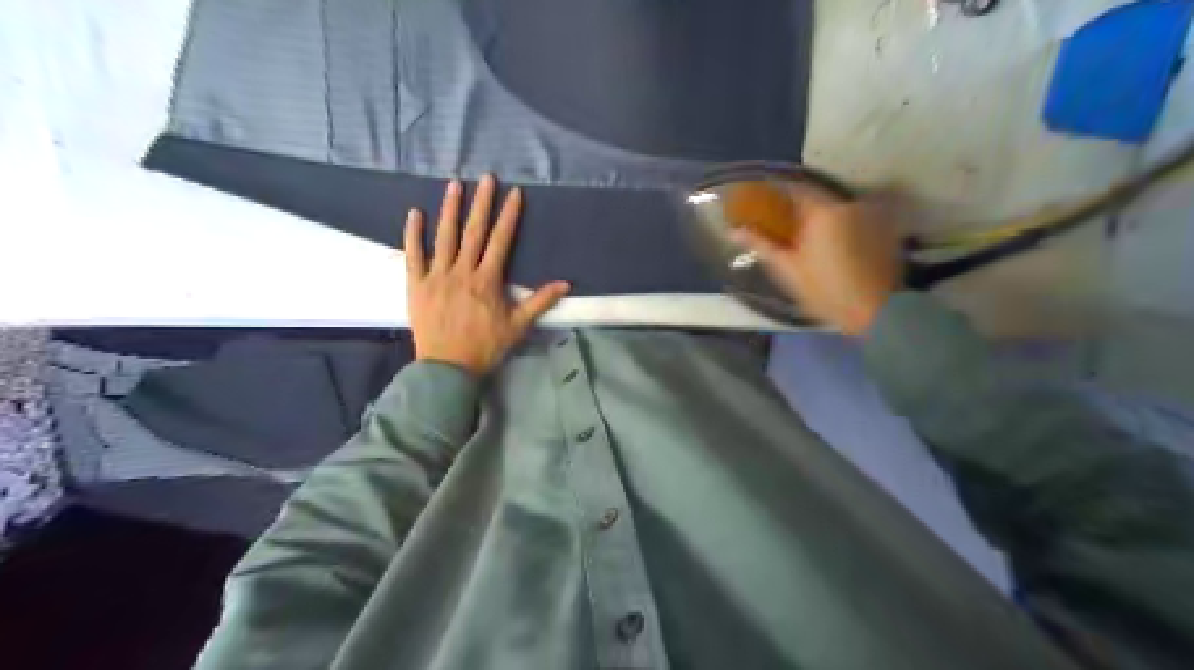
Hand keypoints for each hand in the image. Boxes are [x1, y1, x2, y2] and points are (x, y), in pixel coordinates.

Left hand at [407, 175, 572, 373]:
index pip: (501, 241)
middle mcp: (462, 271)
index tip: (514, 193)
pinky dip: (413, 234)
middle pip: (474, 232)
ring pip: (444, 237)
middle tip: (486, 177)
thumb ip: (540, 302)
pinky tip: (414, 213)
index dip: (509, 216)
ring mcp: (437, 276)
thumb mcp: (518, 326)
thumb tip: (566, 284)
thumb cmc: (485, 347)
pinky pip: (413, 255)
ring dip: (450, 209)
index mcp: (487, 280)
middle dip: (482, 203)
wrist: (448, 367)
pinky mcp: (417, 284)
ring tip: (454, 185)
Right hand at [728, 186, 904, 335]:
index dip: (777, 195)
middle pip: (818, 198)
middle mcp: (848, 204)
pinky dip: (843, 225)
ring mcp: (871, 213)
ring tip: (812, 240)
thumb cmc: (826, 292)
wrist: (876, 312)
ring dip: (823, 218)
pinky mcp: (885, 227)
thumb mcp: (788, 270)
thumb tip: (733, 231)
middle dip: (801, 210)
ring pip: (837, 208)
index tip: (764, 204)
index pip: (794, 189)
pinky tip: (837, 246)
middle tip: (787, 228)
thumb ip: (761, 244)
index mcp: (822, 211)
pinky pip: (856, 217)